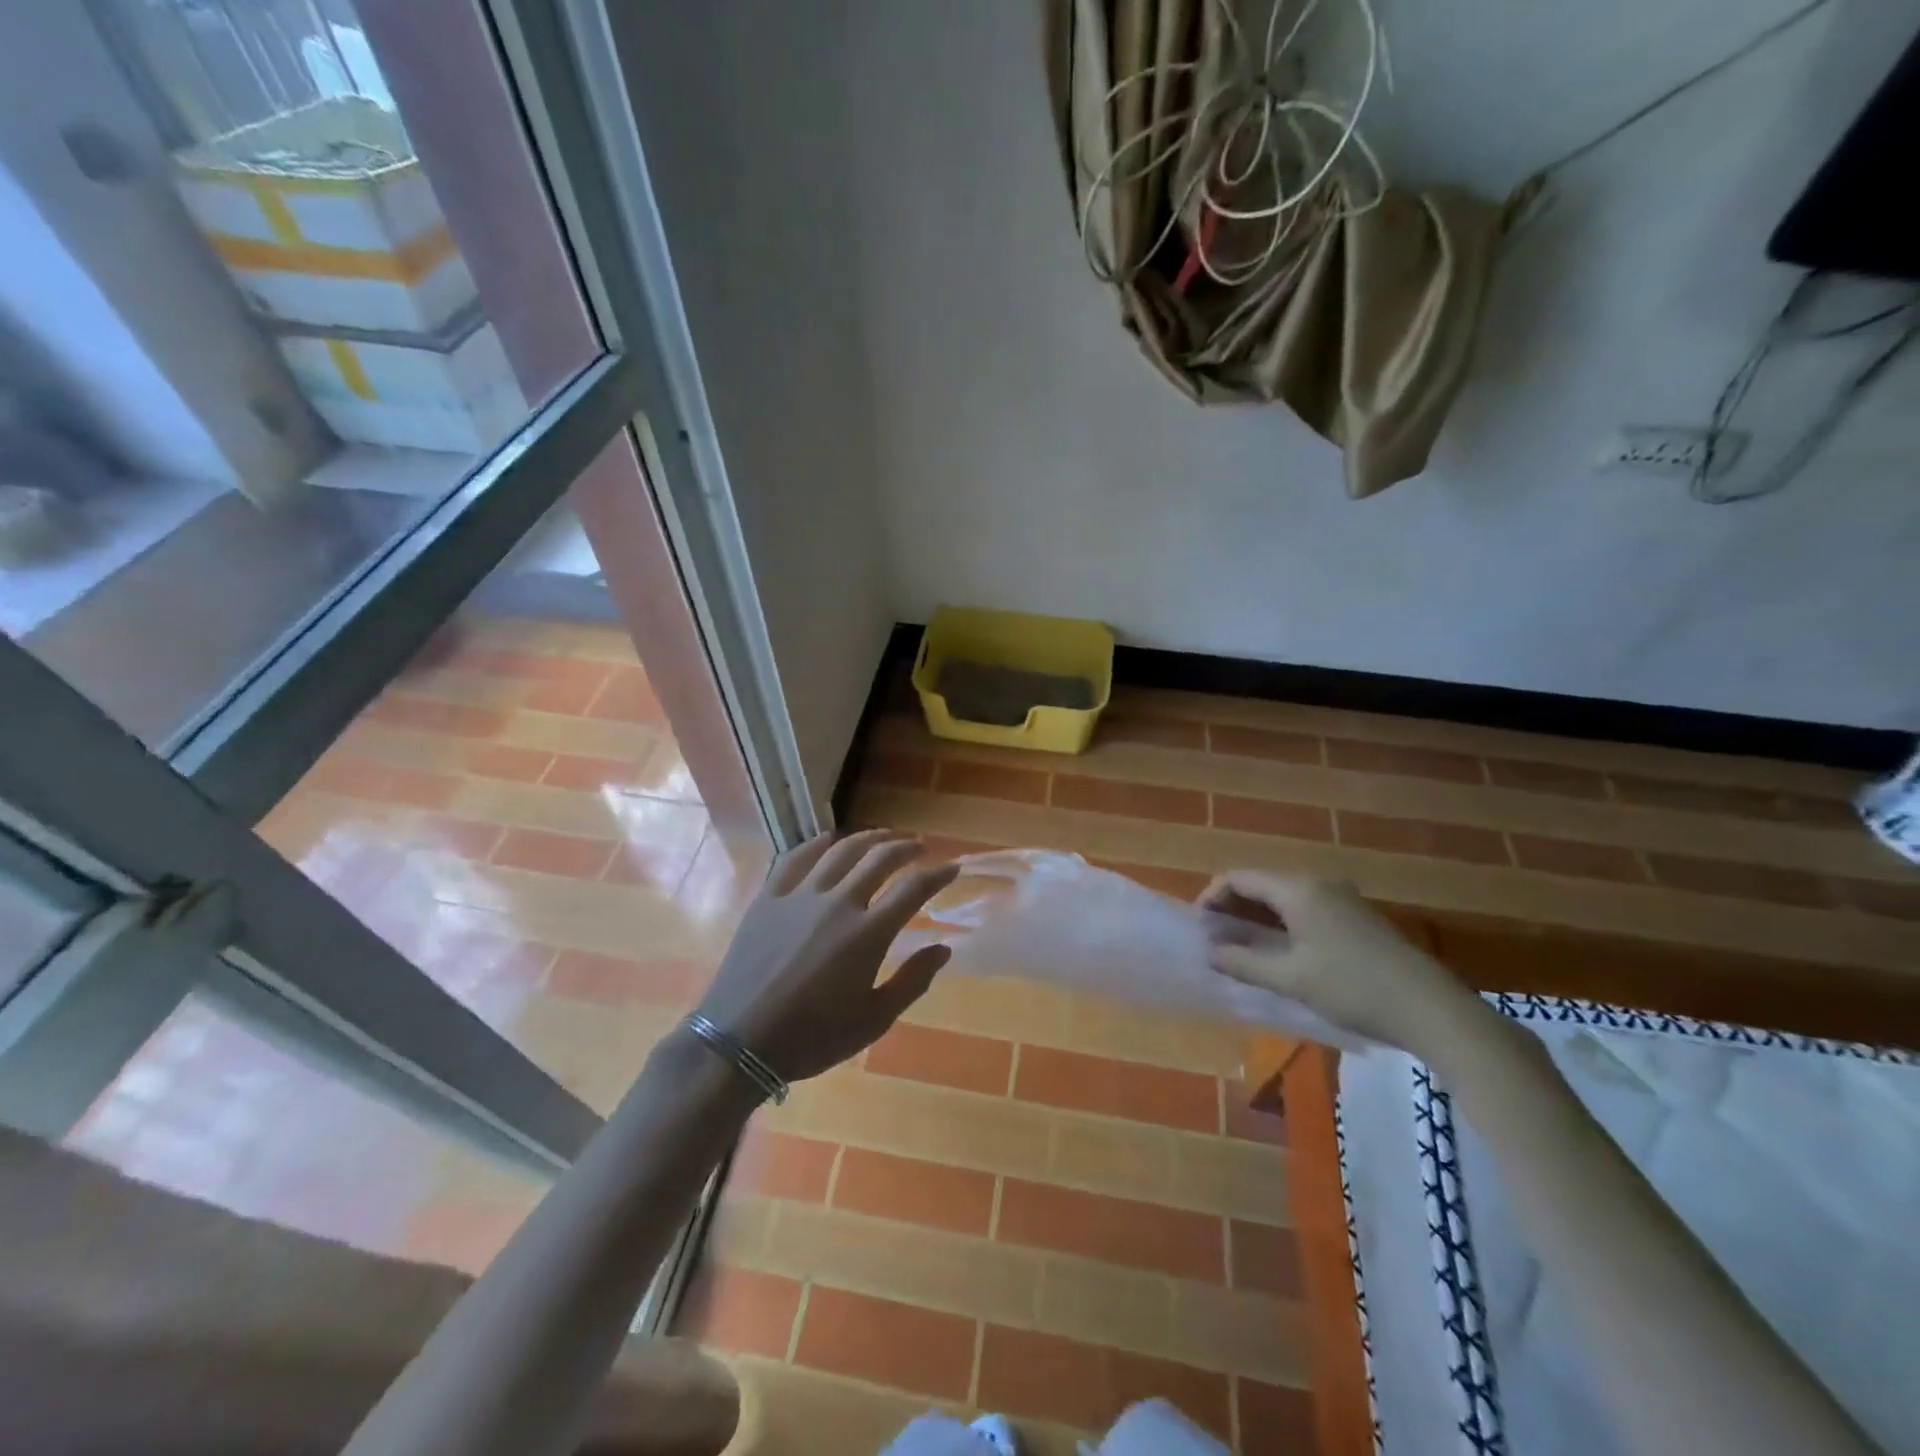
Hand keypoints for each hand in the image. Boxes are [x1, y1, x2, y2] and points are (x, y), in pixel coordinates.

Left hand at [693, 830, 959, 1082]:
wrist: (739, 1042)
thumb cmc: (812, 1037)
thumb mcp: (873, 1020)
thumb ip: (912, 981)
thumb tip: (943, 948)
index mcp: (868, 933)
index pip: (914, 888)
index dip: (938, 874)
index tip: (952, 867)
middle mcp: (838, 902)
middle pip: (879, 858)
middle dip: (905, 847)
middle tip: (918, 847)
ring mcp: (799, 896)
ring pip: (840, 850)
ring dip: (867, 838)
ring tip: (881, 837)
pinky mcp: (768, 898)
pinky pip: (794, 858)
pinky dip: (816, 844)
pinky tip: (826, 840)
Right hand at [1200, 871, 1476, 1052]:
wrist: (1431, 1009)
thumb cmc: (1352, 988)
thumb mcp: (1290, 978)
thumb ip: (1243, 962)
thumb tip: (1210, 951)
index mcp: (1297, 889)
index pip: (1238, 878)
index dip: (1211, 898)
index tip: (1198, 929)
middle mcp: (1317, 883)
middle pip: (1260, 885)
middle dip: (1232, 909)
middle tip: (1214, 941)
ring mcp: (1340, 898)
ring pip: (1283, 899)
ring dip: (1256, 919)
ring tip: (1240, 950)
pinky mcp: (1355, 918)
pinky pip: (1304, 910)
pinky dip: (1281, 925)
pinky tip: (1279, 954)